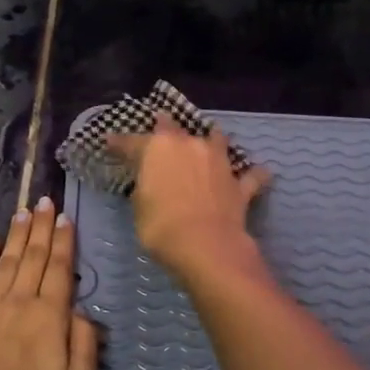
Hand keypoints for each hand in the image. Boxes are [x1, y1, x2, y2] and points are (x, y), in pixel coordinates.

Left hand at [0, 197, 99, 369]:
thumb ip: (85, 345)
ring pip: (8, 261)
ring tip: (24, 211)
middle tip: (45, 200)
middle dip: (41, 227)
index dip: (64, 241)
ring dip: (17, 234)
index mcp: (50, 316)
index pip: (60, 269)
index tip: (65, 217)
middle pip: (34, 257)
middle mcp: (21, 301)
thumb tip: (83, 311)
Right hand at [107, 116, 270, 277]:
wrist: (206, 246)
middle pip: (174, 128)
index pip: (131, 142)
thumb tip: (152, 181)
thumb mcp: (139, 206)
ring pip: (216, 140)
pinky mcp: (239, 184)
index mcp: (157, 148)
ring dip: (211, 139)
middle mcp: (189, 145)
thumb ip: (145, 186)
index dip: (118, 142)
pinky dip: (253, 174)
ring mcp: (217, 161)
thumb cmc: (161, 226)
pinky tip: (261, 172)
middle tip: (160, 123)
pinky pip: (249, 176)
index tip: (109, 140)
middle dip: (165, 126)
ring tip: (211, 137)